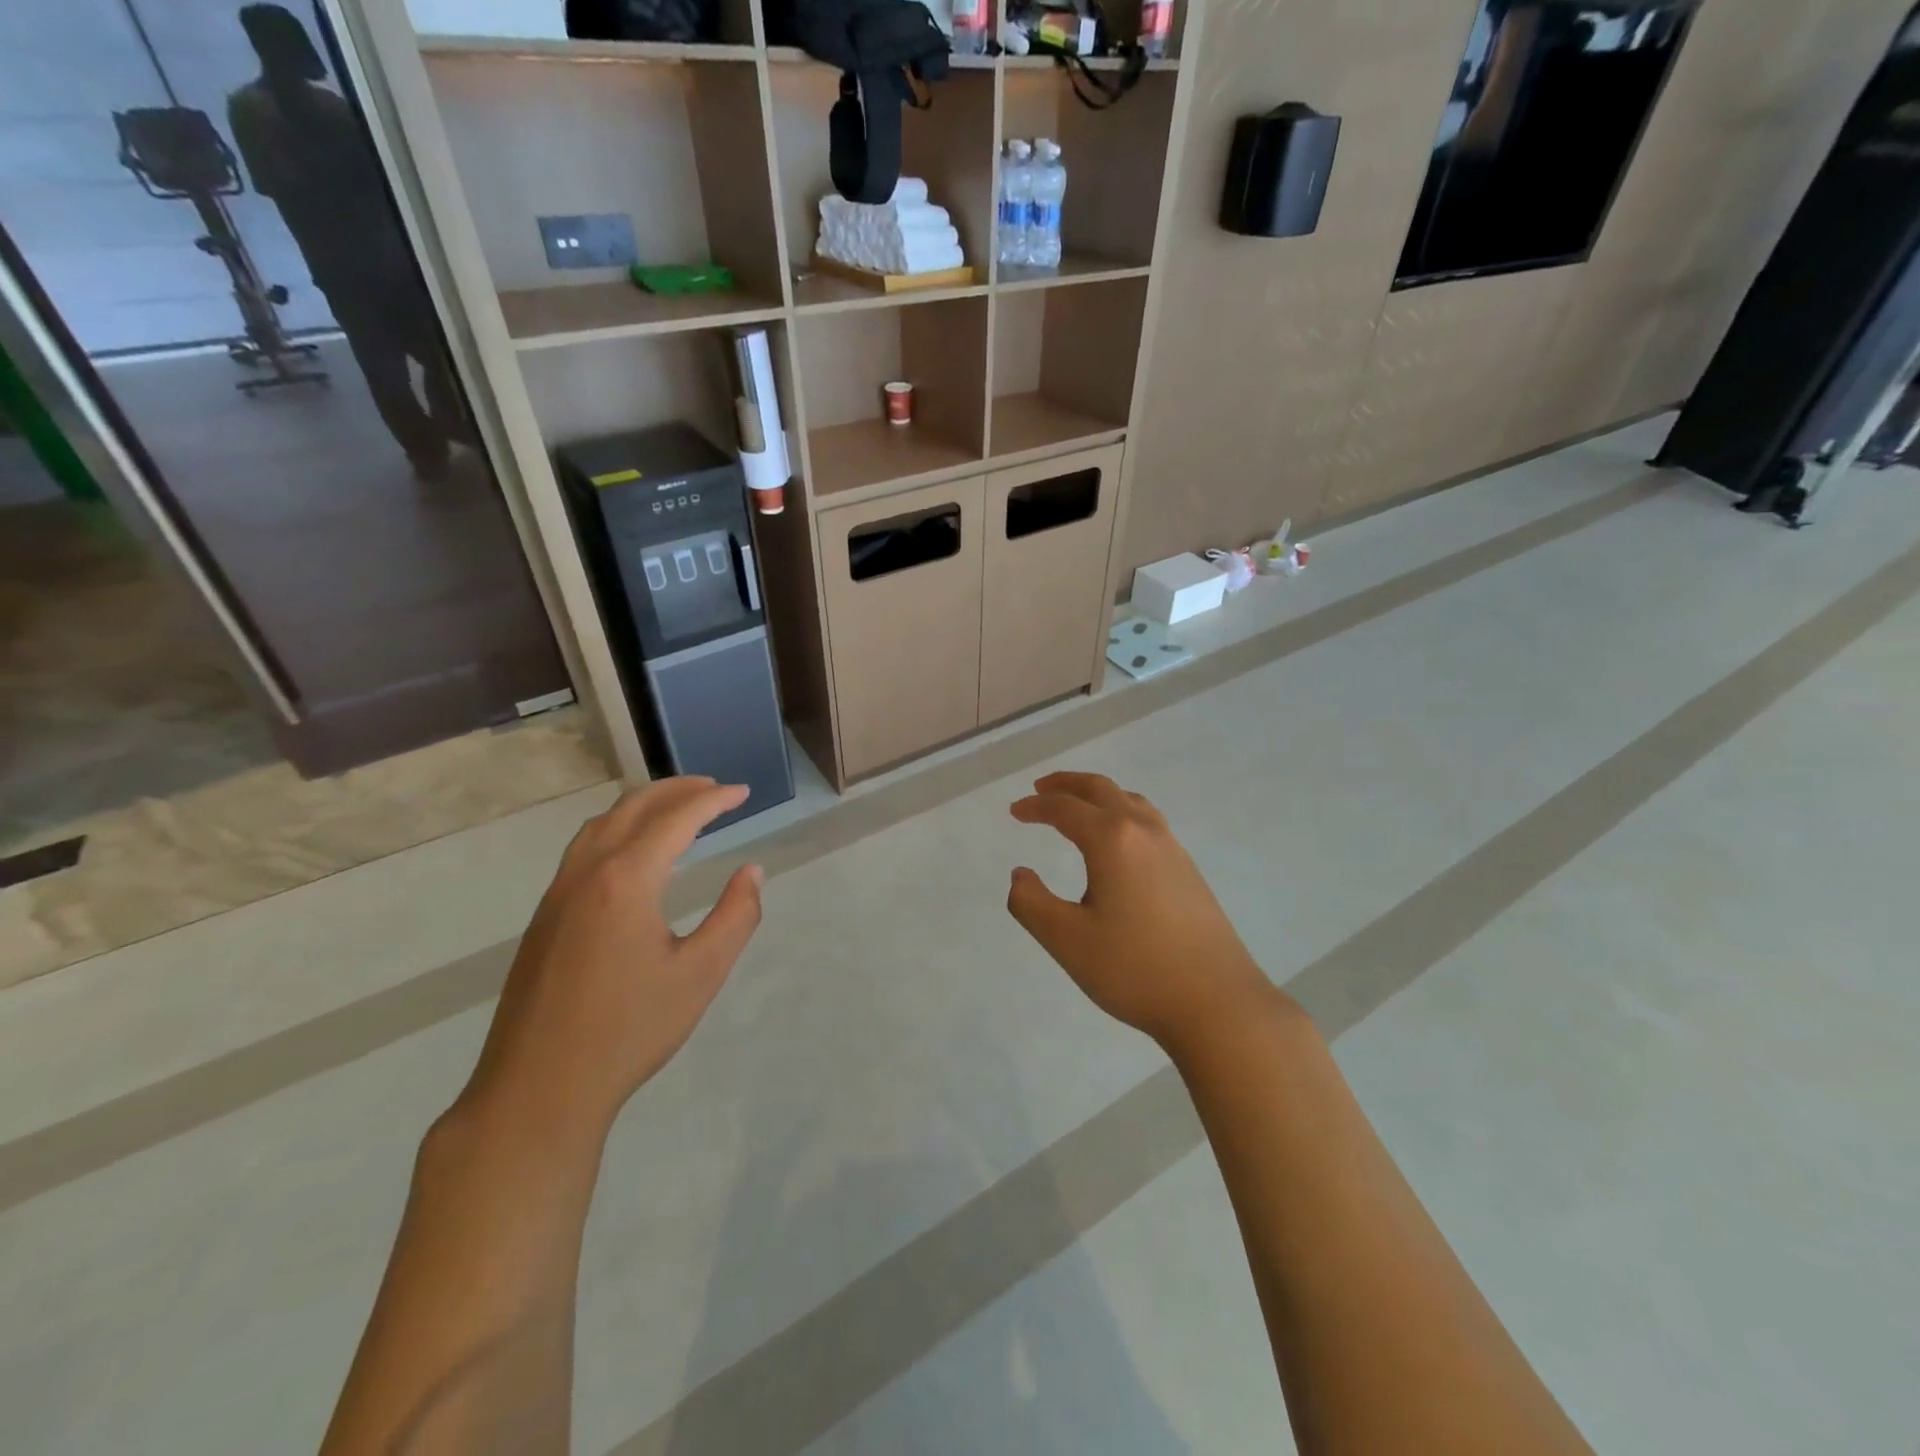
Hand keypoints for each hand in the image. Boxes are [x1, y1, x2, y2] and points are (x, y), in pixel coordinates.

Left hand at [459, 778, 763, 1140]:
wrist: (538, 1089)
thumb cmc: (629, 1031)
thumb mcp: (701, 974)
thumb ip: (735, 916)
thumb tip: (751, 872)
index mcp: (625, 880)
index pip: (676, 818)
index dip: (714, 800)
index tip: (743, 792)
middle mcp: (586, 873)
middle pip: (633, 807)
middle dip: (677, 790)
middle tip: (715, 789)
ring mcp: (557, 894)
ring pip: (601, 824)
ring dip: (643, 805)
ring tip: (677, 809)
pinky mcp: (544, 917)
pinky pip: (584, 849)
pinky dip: (618, 829)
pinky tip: (634, 854)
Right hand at [1008, 772, 1278, 1053]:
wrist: (1217, 1002)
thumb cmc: (1135, 969)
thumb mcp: (1067, 941)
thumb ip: (1030, 902)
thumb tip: (1020, 874)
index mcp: (1112, 840)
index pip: (1065, 808)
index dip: (1035, 806)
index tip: (1015, 811)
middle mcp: (1144, 831)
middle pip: (1101, 789)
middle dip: (1067, 784)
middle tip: (1040, 787)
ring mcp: (1172, 848)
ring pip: (1130, 800)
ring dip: (1098, 795)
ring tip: (1078, 806)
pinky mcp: (1188, 869)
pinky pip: (1147, 820)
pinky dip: (1120, 812)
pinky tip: (1118, 842)